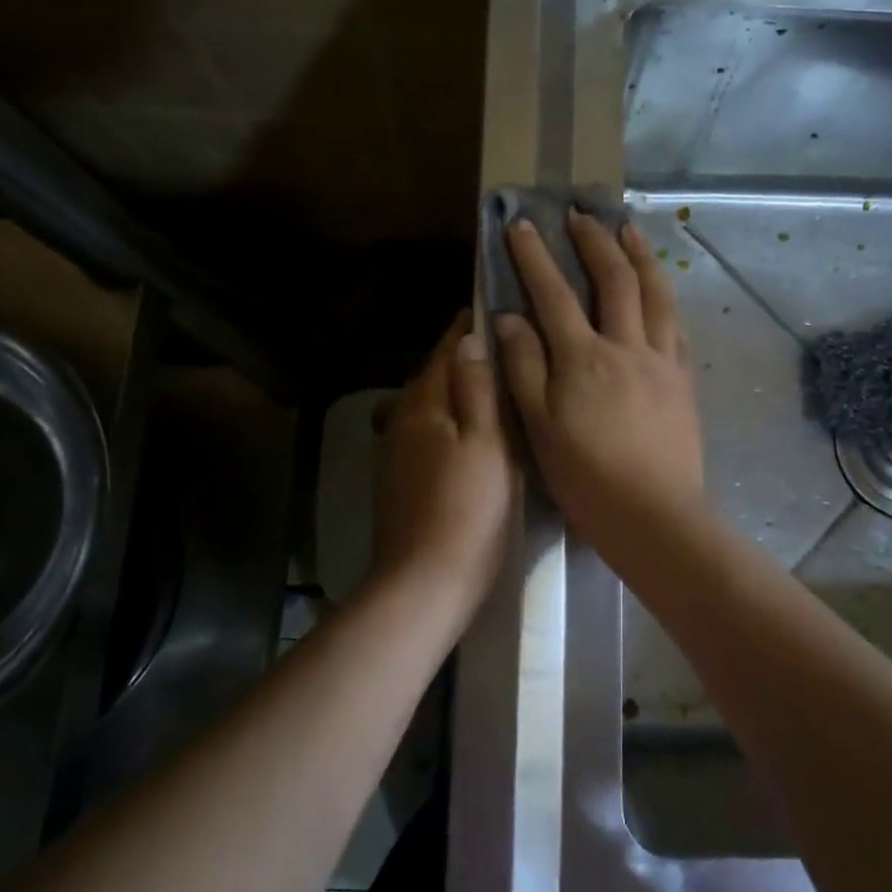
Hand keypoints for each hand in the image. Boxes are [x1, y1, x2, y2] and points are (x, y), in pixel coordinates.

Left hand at [370, 311, 515, 614]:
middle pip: (430, 377)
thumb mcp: (487, 444)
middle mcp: (401, 421)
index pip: (444, 352)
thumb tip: (469, 339)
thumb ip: (478, 389)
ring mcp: (395, 453)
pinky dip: (443, 420)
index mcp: (424, 406)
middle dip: (457, 358)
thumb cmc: (469, 509)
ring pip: (425, 406)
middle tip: (496, 347)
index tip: (487, 308)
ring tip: (485, 386)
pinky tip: (463, 433)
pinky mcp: (397, 481)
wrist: (425, 582)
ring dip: (449, 390)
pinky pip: (422, 433)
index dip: (464, 329)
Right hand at [495, 211, 705, 568]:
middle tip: (582, 213)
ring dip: (640, 256)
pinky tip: (663, 291)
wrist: (653, 516)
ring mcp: (661, 361)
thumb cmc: (586, 477)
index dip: (535, 256)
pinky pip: (677, 327)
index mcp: (583, 358)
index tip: (521, 224)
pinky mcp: (683, 381)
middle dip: (594, 241)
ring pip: (656, 294)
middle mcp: (626, 347)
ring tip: (629, 229)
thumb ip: (523, 367)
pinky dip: (667, 298)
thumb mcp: (539, 426)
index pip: (554, 293)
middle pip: (614, 280)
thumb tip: (508, 317)